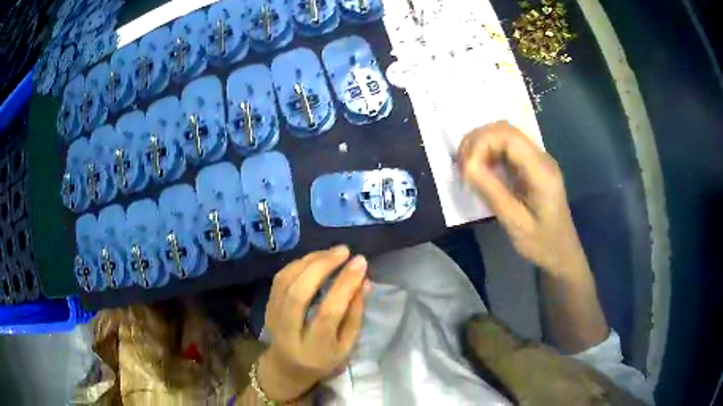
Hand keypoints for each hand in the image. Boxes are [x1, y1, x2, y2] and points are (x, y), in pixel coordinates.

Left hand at [257, 246, 368, 400]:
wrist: (286, 368)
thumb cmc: (322, 360)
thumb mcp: (346, 347)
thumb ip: (355, 316)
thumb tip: (364, 281)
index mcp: (314, 348)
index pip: (328, 312)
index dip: (345, 285)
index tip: (360, 262)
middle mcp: (289, 333)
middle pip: (299, 293)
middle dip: (322, 266)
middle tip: (343, 251)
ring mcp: (273, 318)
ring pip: (286, 282)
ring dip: (309, 261)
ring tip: (332, 252)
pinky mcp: (267, 307)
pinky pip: (279, 279)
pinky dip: (297, 264)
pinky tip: (314, 259)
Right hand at [457, 121, 585, 274]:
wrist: (561, 252)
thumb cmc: (541, 243)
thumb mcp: (515, 223)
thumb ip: (492, 192)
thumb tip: (466, 167)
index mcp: (541, 170)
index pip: (508, 135)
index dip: (480, 143)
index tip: (465, 168)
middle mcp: (541, 157)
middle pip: (505, 129)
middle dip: (477, 141)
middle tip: (460, 165)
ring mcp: (537, 159)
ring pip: (504, 135)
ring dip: (481, 145)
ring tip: (465, 167)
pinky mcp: (532, 165)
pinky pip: (507, 148)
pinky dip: (488, 153)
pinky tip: (479, 169)